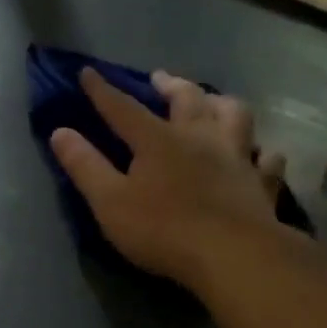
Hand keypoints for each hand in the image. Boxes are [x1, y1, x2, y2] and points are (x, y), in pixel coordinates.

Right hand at [50, 67, 302, 286]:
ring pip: (235, 115)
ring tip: (213, 101)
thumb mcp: (110, 202)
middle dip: (170, 85)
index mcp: (158, 140)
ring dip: (221, 103)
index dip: (103, 91)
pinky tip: (259, 154)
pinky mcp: (262, 183)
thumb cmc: (162, 230)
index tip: (88, 72)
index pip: (123, 108)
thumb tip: (60, 132)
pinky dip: (262, 152)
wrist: (232, 255)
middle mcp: (200, 137)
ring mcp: (237, 157)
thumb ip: (85, 166)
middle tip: (161, 79)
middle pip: (187, 99)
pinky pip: (266, 159)